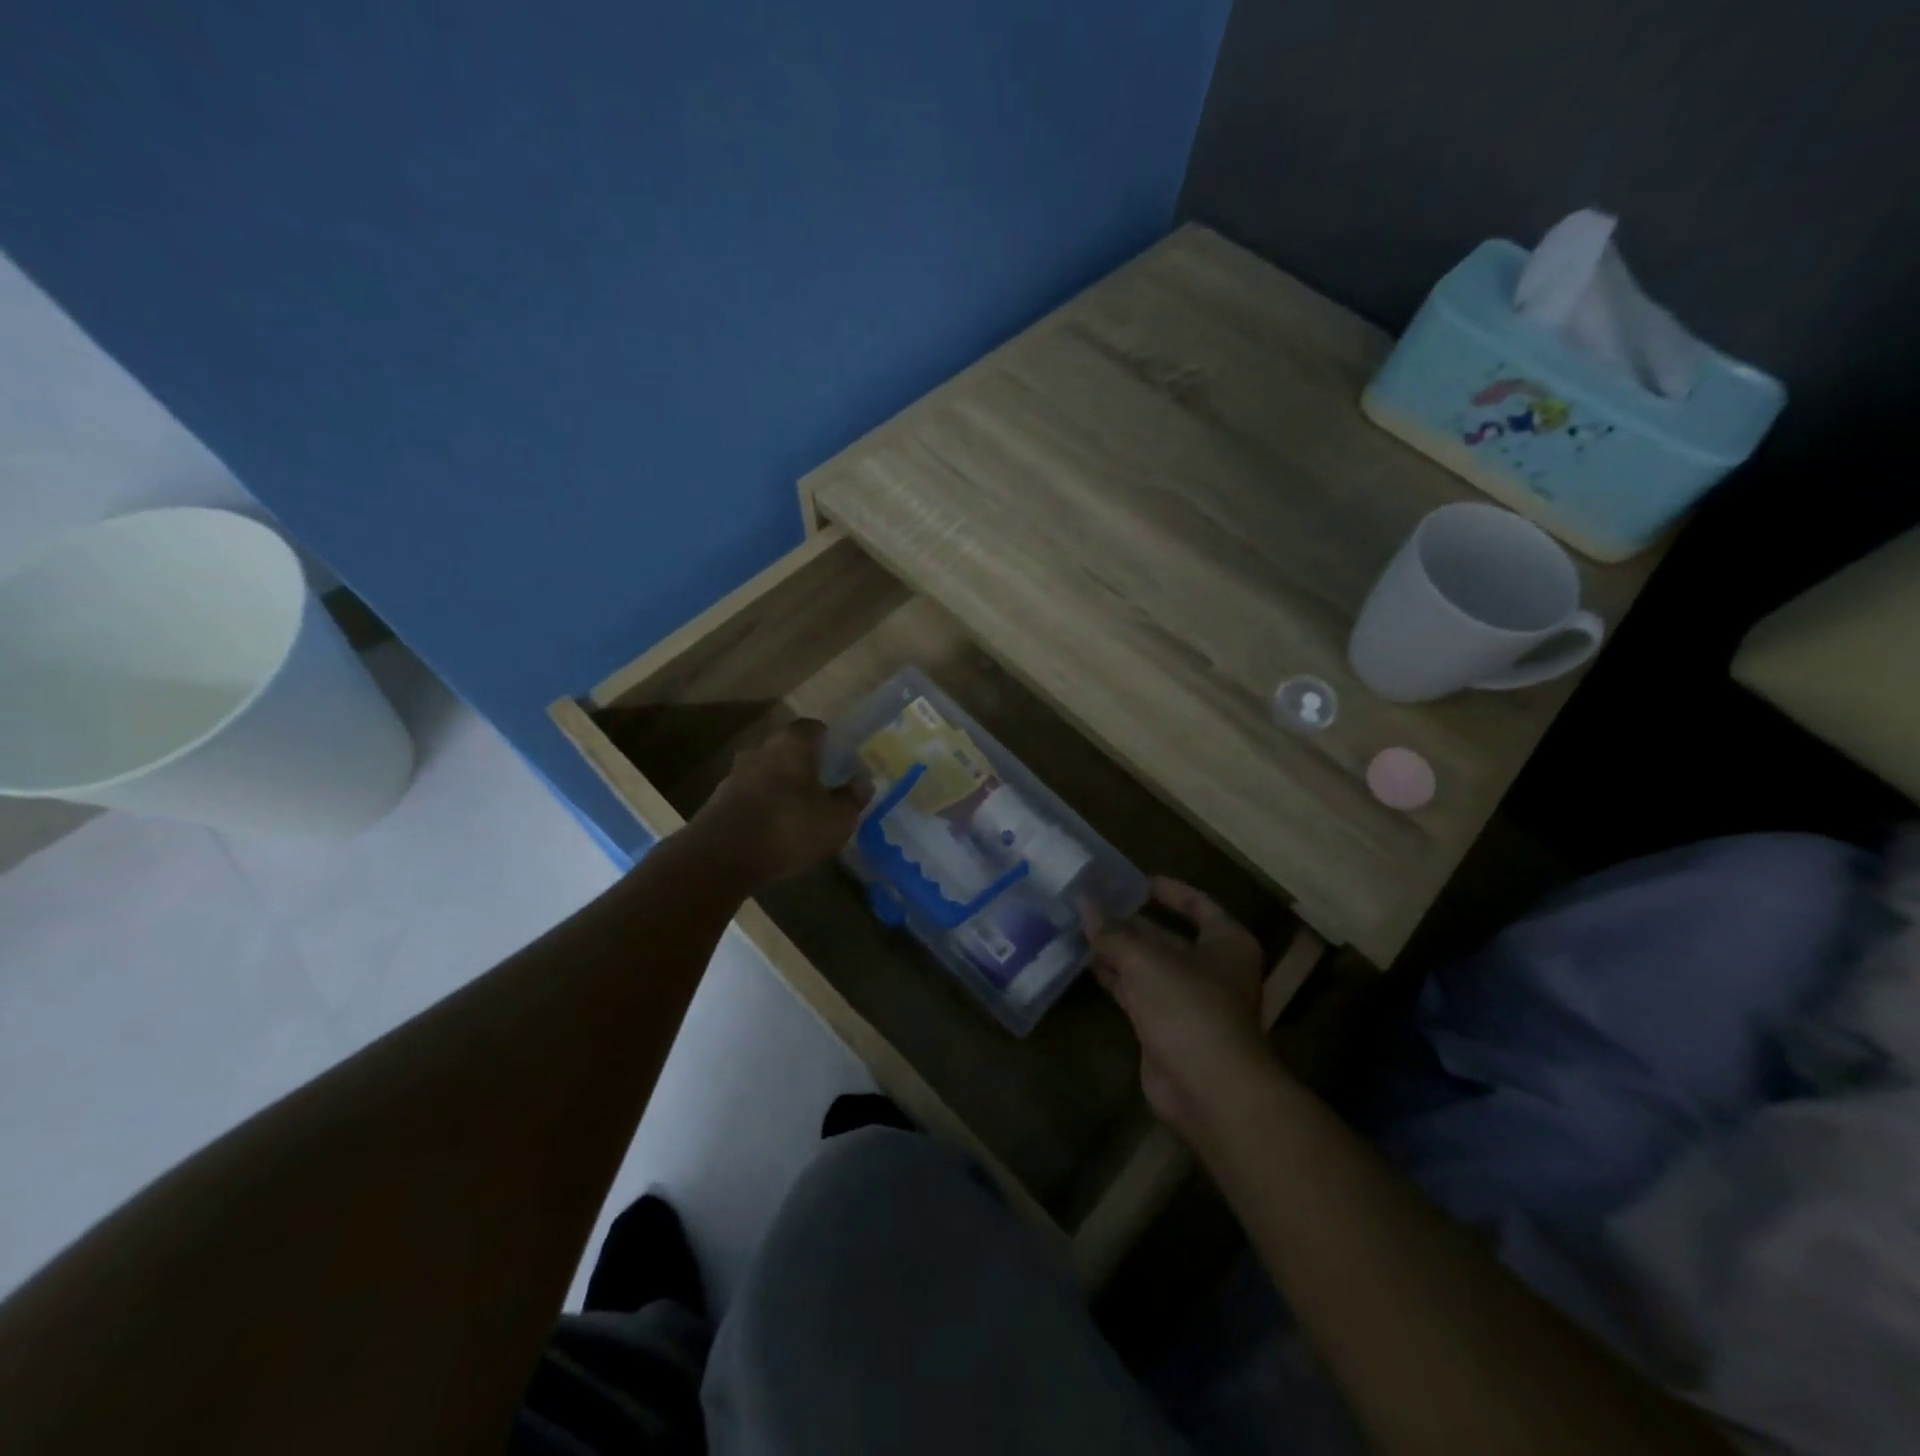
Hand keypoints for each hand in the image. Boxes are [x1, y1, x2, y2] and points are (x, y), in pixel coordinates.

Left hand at [687, 720, 869, 889]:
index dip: (827, 739)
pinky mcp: (717, 802)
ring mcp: (734, 776)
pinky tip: (774, 828)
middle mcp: (760, 751)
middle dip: (803, 764)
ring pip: (765, 773)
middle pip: (786, 749)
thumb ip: (852, 798)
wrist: (720, 858)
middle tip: (822, 784)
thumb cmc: (788, 827)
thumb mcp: (835, 819)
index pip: (812, 727)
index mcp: (791, 745)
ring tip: (798, 809)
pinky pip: (749, 797)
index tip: (840, 756)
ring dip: (780, 786)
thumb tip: (864, 780)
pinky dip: (762, 806)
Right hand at [1082, 878, 1275, 1133]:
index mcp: (1226, 943)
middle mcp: (1211, 968)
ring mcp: (1188, 1000)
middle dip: (1131, 922)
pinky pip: (1136, 992)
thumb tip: (1083, 904)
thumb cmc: (1189, 1008)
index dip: (1168, 890)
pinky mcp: (1165, 1027)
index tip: (1134, 880)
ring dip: (1117, 949)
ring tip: (1079, 926)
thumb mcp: (1146, 961)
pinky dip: (1114, 977)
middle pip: (1168, 936)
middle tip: (1092, 902)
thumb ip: (1112, 933)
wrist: (1208, 1089)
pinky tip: (1086, 962)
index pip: (1198, 905)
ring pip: (1148, 966)